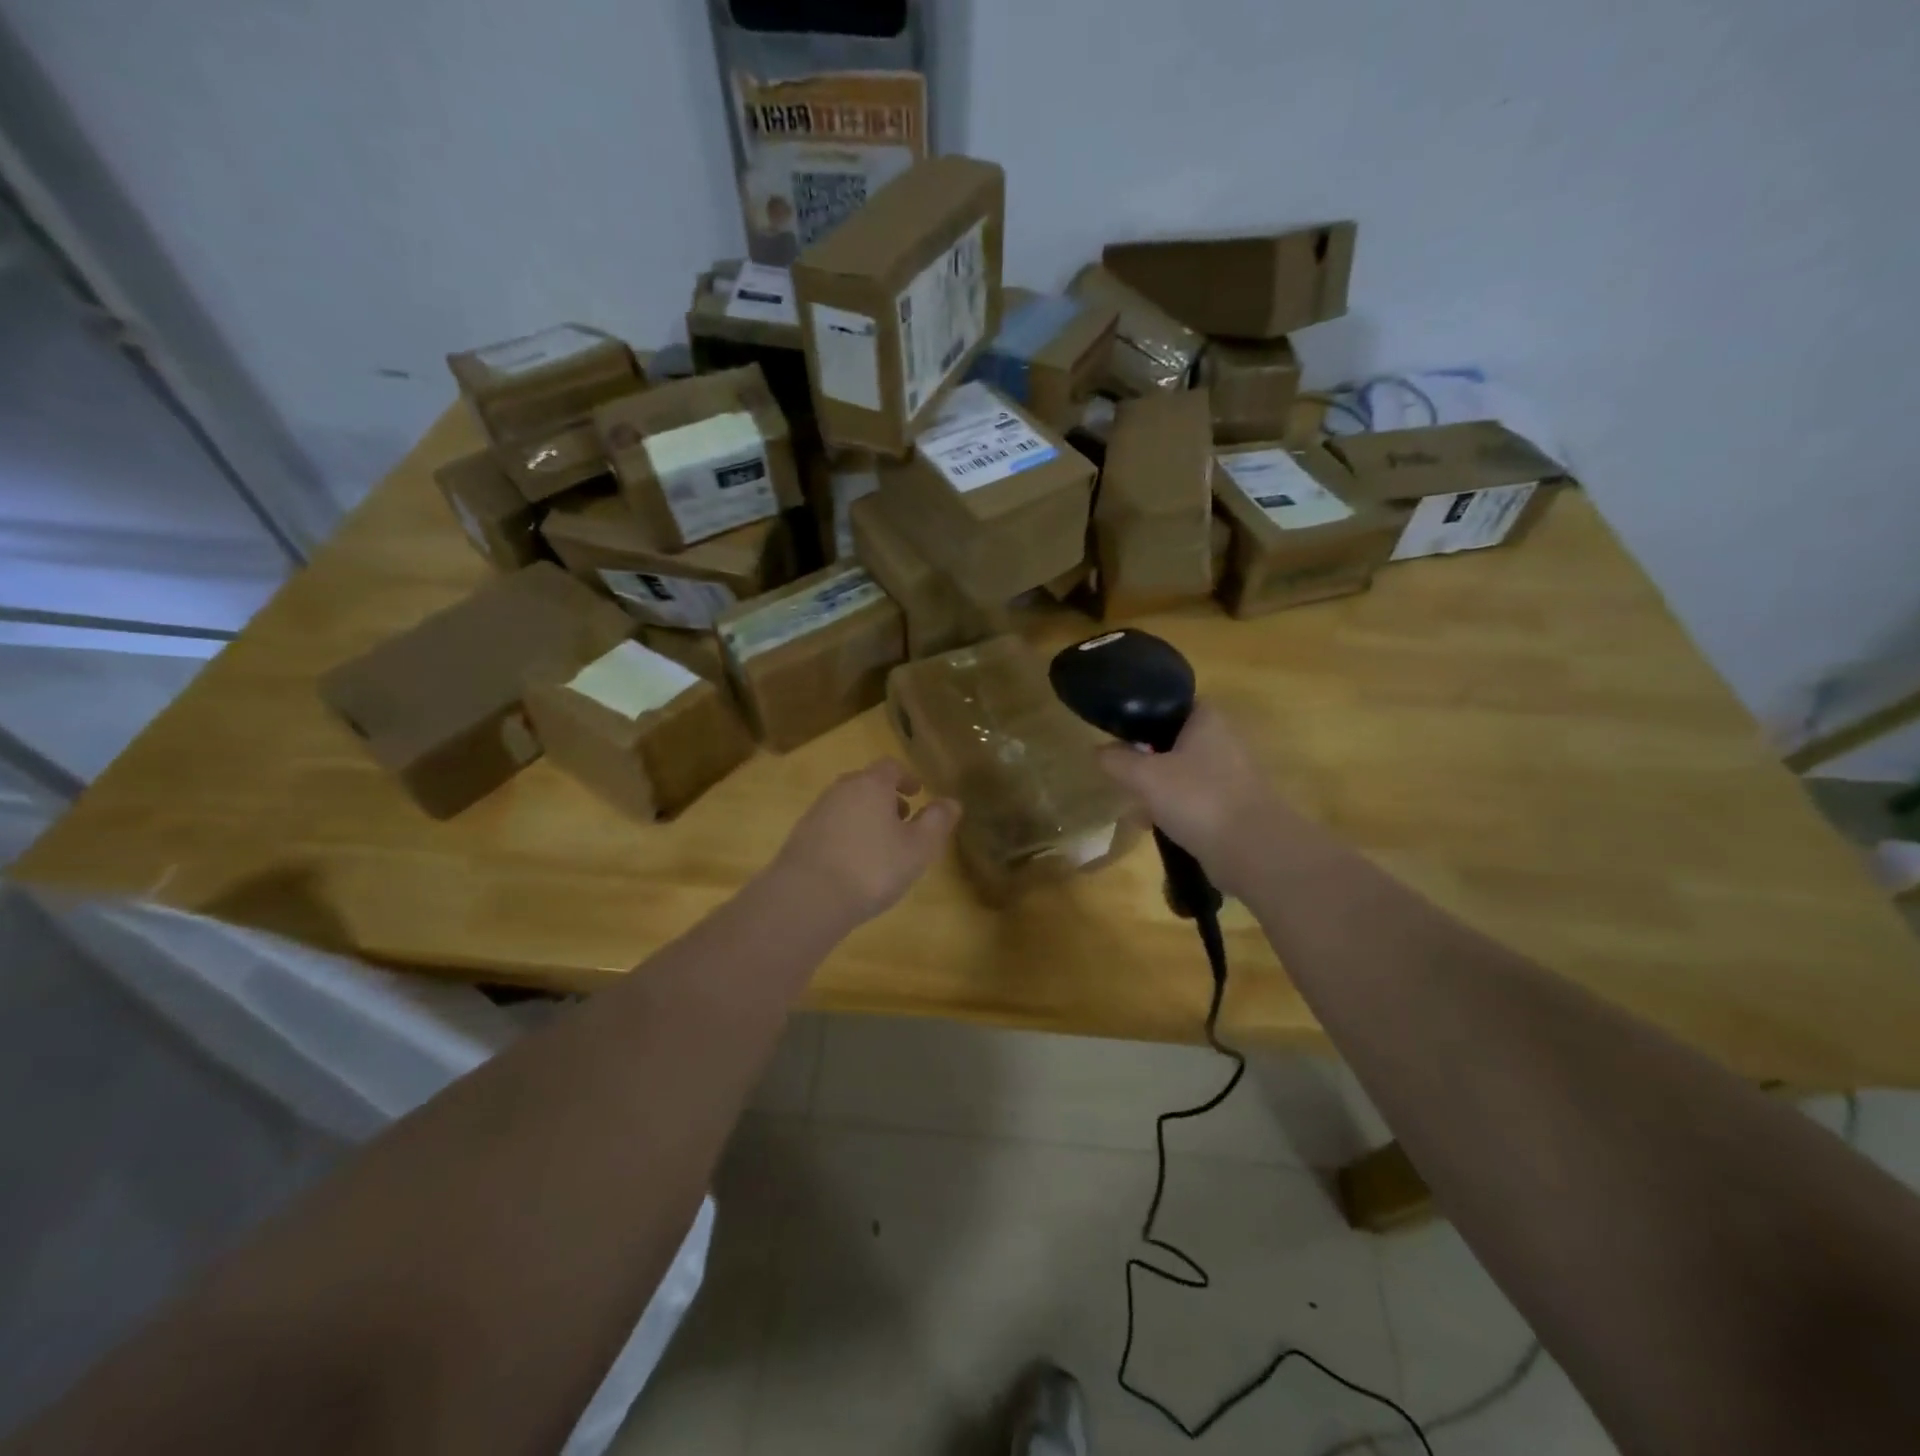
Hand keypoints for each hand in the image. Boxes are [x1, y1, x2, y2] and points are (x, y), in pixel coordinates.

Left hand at [770, 759, 959, 925]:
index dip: (907, 778)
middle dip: (886, 798)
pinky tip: (853, 863)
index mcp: (871, 785)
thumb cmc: (872, 868)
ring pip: (847, 804)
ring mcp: (816, 812)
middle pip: (866, 783)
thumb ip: (937, 822)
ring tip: (880, 845)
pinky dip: (847, 834)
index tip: (917, 793)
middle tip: (903, 819)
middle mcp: (840, 790)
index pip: (890, 767)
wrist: (806, 898)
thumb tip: (952, 802)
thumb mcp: (918, 848)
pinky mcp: (800, 837)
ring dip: (866, 816)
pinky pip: (831, 826)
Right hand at [1096, 701, 1292, 896]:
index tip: (1119, 734)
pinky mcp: (1234, 806)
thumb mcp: (1144, 776)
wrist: (1253, 850)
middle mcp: (1224, 740)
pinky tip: (1153, 826)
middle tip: (1121, 772)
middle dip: (1146, 758)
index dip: (1142, 715)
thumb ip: (1117, 760)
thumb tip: (1099, 751)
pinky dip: (1175, 809)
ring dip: (1158, 787)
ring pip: (1183, 772)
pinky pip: (1195, 799)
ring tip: (1133, 804)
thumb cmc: (1198, 799)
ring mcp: (1233, 775)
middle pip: (1173, 740)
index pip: (1170, 703)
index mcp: (1207, 719)